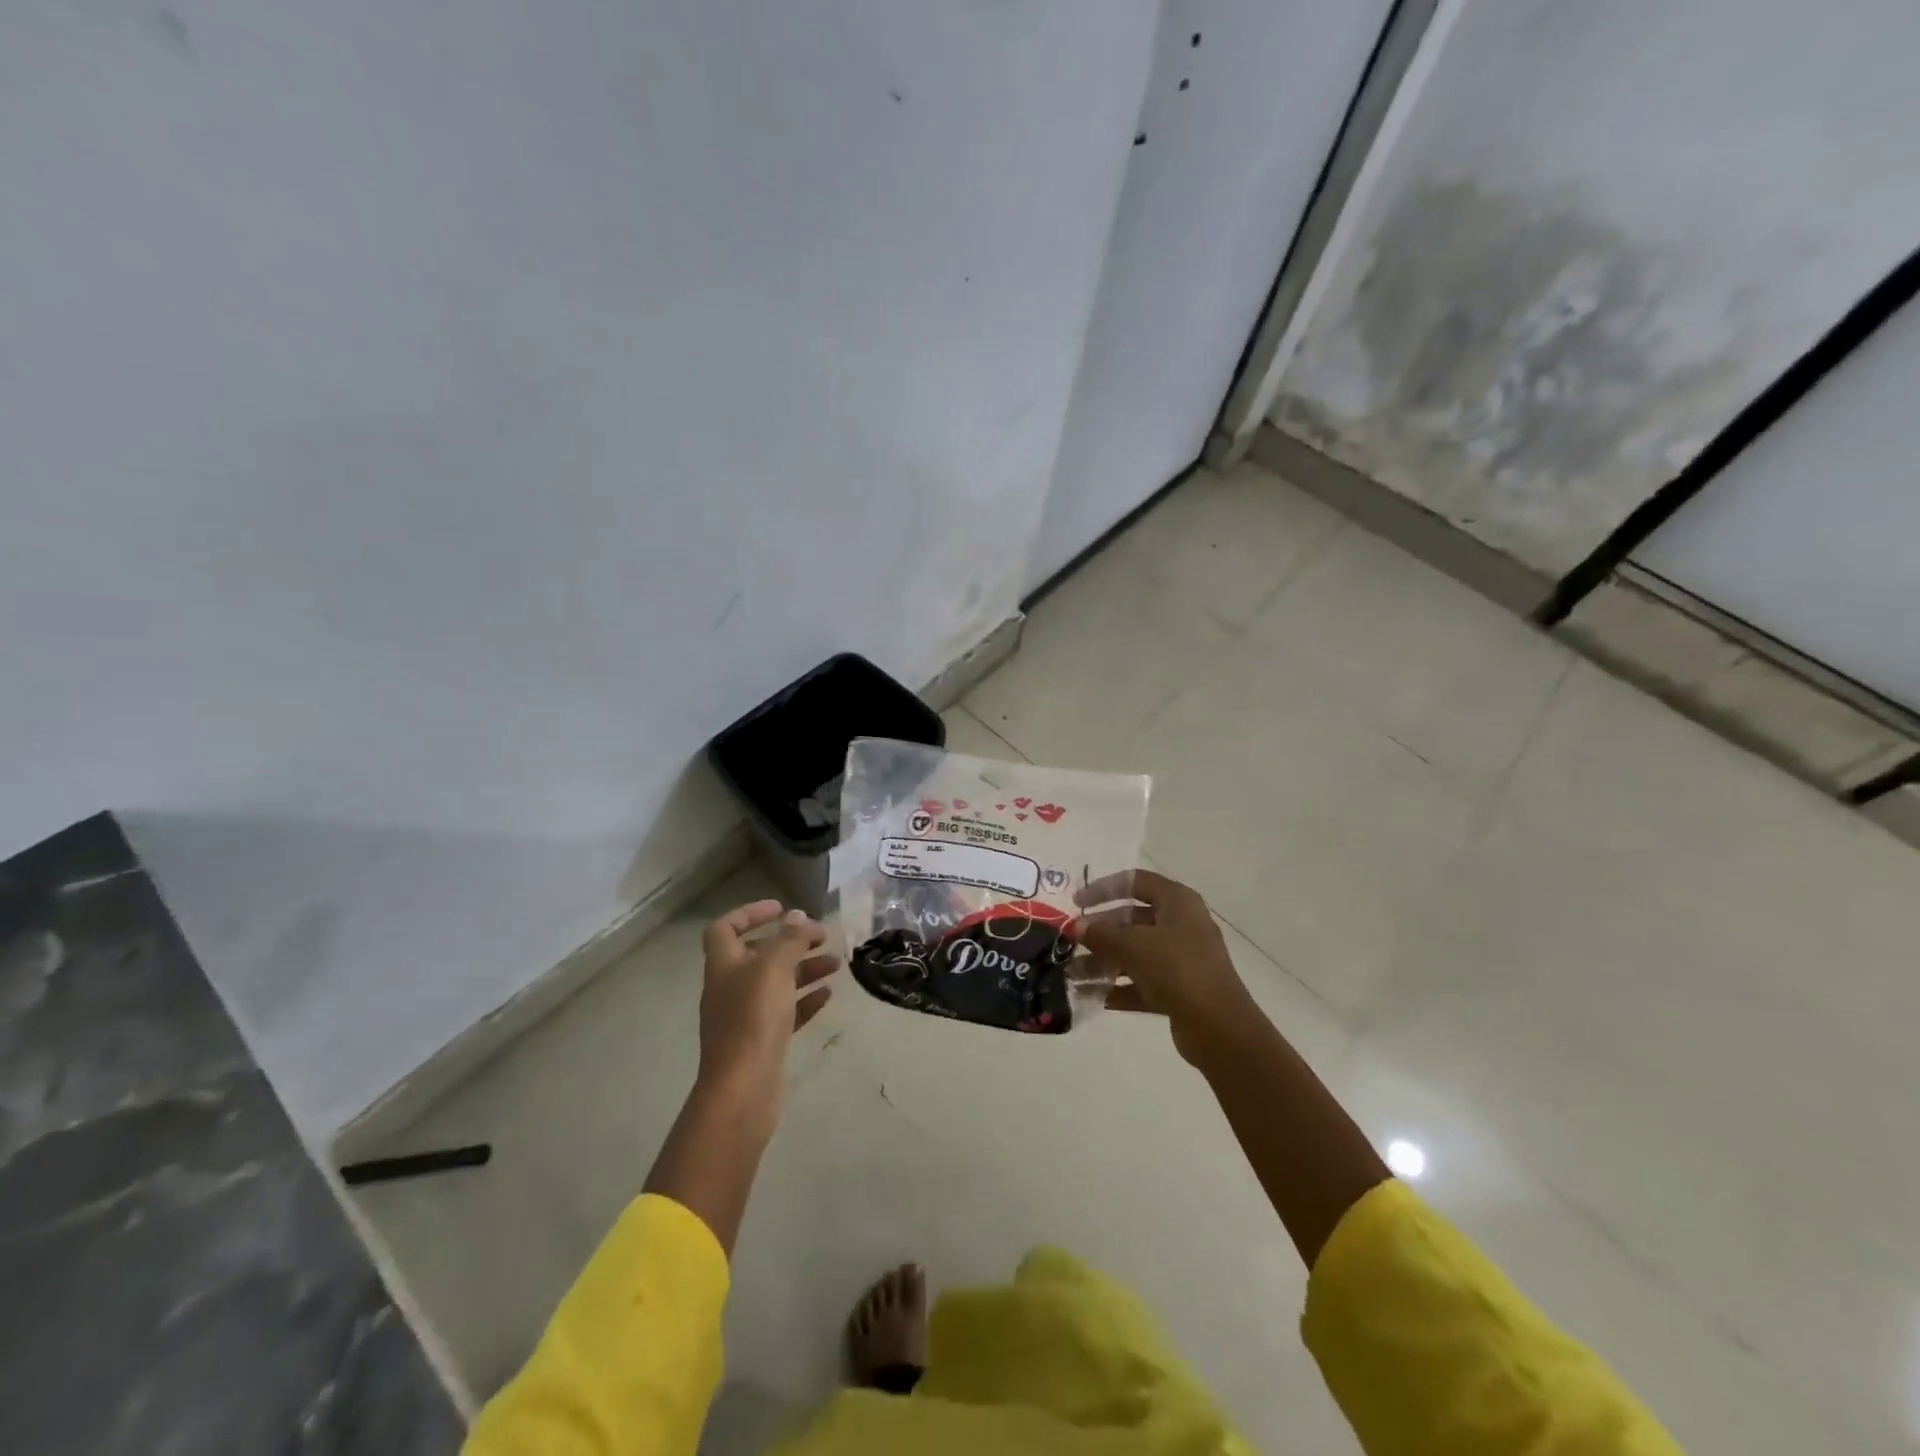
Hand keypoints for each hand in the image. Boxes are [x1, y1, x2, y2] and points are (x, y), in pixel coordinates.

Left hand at [697, 900, 838, 1108]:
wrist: (742, 1089)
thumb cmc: (753, 1019)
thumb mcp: (774, 968)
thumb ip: (789, 939)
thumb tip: (798, 917)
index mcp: (724, 964)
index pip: (726, 928)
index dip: (750, 913)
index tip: (782, 909)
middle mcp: (731, 986)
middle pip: (759, 954)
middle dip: (790, 942)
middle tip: (822, 937)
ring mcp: (745, 1016)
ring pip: (777, 982)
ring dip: (805, 969)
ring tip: (837, 964)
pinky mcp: (762, 1040)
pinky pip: (786, 1011)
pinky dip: (805, 1000)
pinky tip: (828, 996)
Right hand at [1075, 869, 1256, 1067]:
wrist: (1219, 1028)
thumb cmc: (1177, 969)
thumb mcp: (1133, 946)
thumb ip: (1101, 934)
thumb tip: (1075, 926)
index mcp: (1178, 901)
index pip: (1135, 882)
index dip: (1103, 888)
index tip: (1076, 903)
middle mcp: (1182, 924)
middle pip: (1133, 919)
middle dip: (1100, 931)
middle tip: (1071, 942)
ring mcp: (1183, 958)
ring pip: (1136, 953)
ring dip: (1105, 962)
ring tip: (1073, 973)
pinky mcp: (1180, 989)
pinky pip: (1143, 981)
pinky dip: (1120, 987)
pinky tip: (1095, 996)